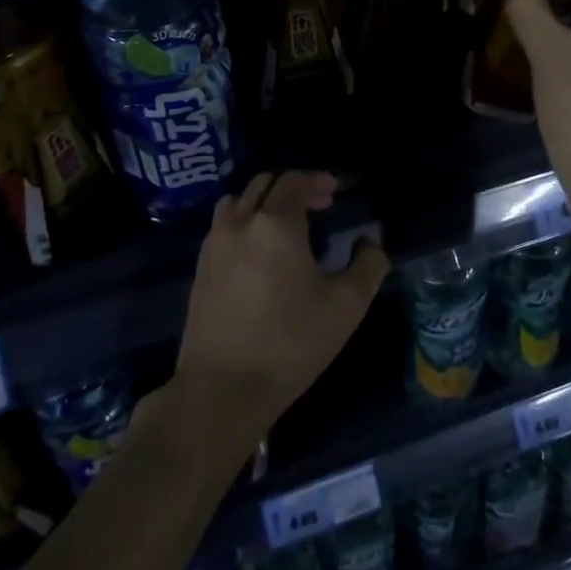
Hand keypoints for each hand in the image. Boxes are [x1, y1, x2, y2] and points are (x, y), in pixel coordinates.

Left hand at [173, 171, 388, 436]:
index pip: (294, 180)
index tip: (335, 192)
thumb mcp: (347, 306)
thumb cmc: (291, 343)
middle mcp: (240, 223)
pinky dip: (244, 222)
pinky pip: (223, 226)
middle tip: (317, 206)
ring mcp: (213, 245)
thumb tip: (370, 243)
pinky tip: (259, 253)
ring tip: (284, 225)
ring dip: (263, 202)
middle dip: (293, 188)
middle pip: (264, 184)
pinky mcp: (200, 269)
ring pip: (238, 201)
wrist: (223, 389)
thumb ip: (369, 265)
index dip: (317, 180)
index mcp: (276, 224)